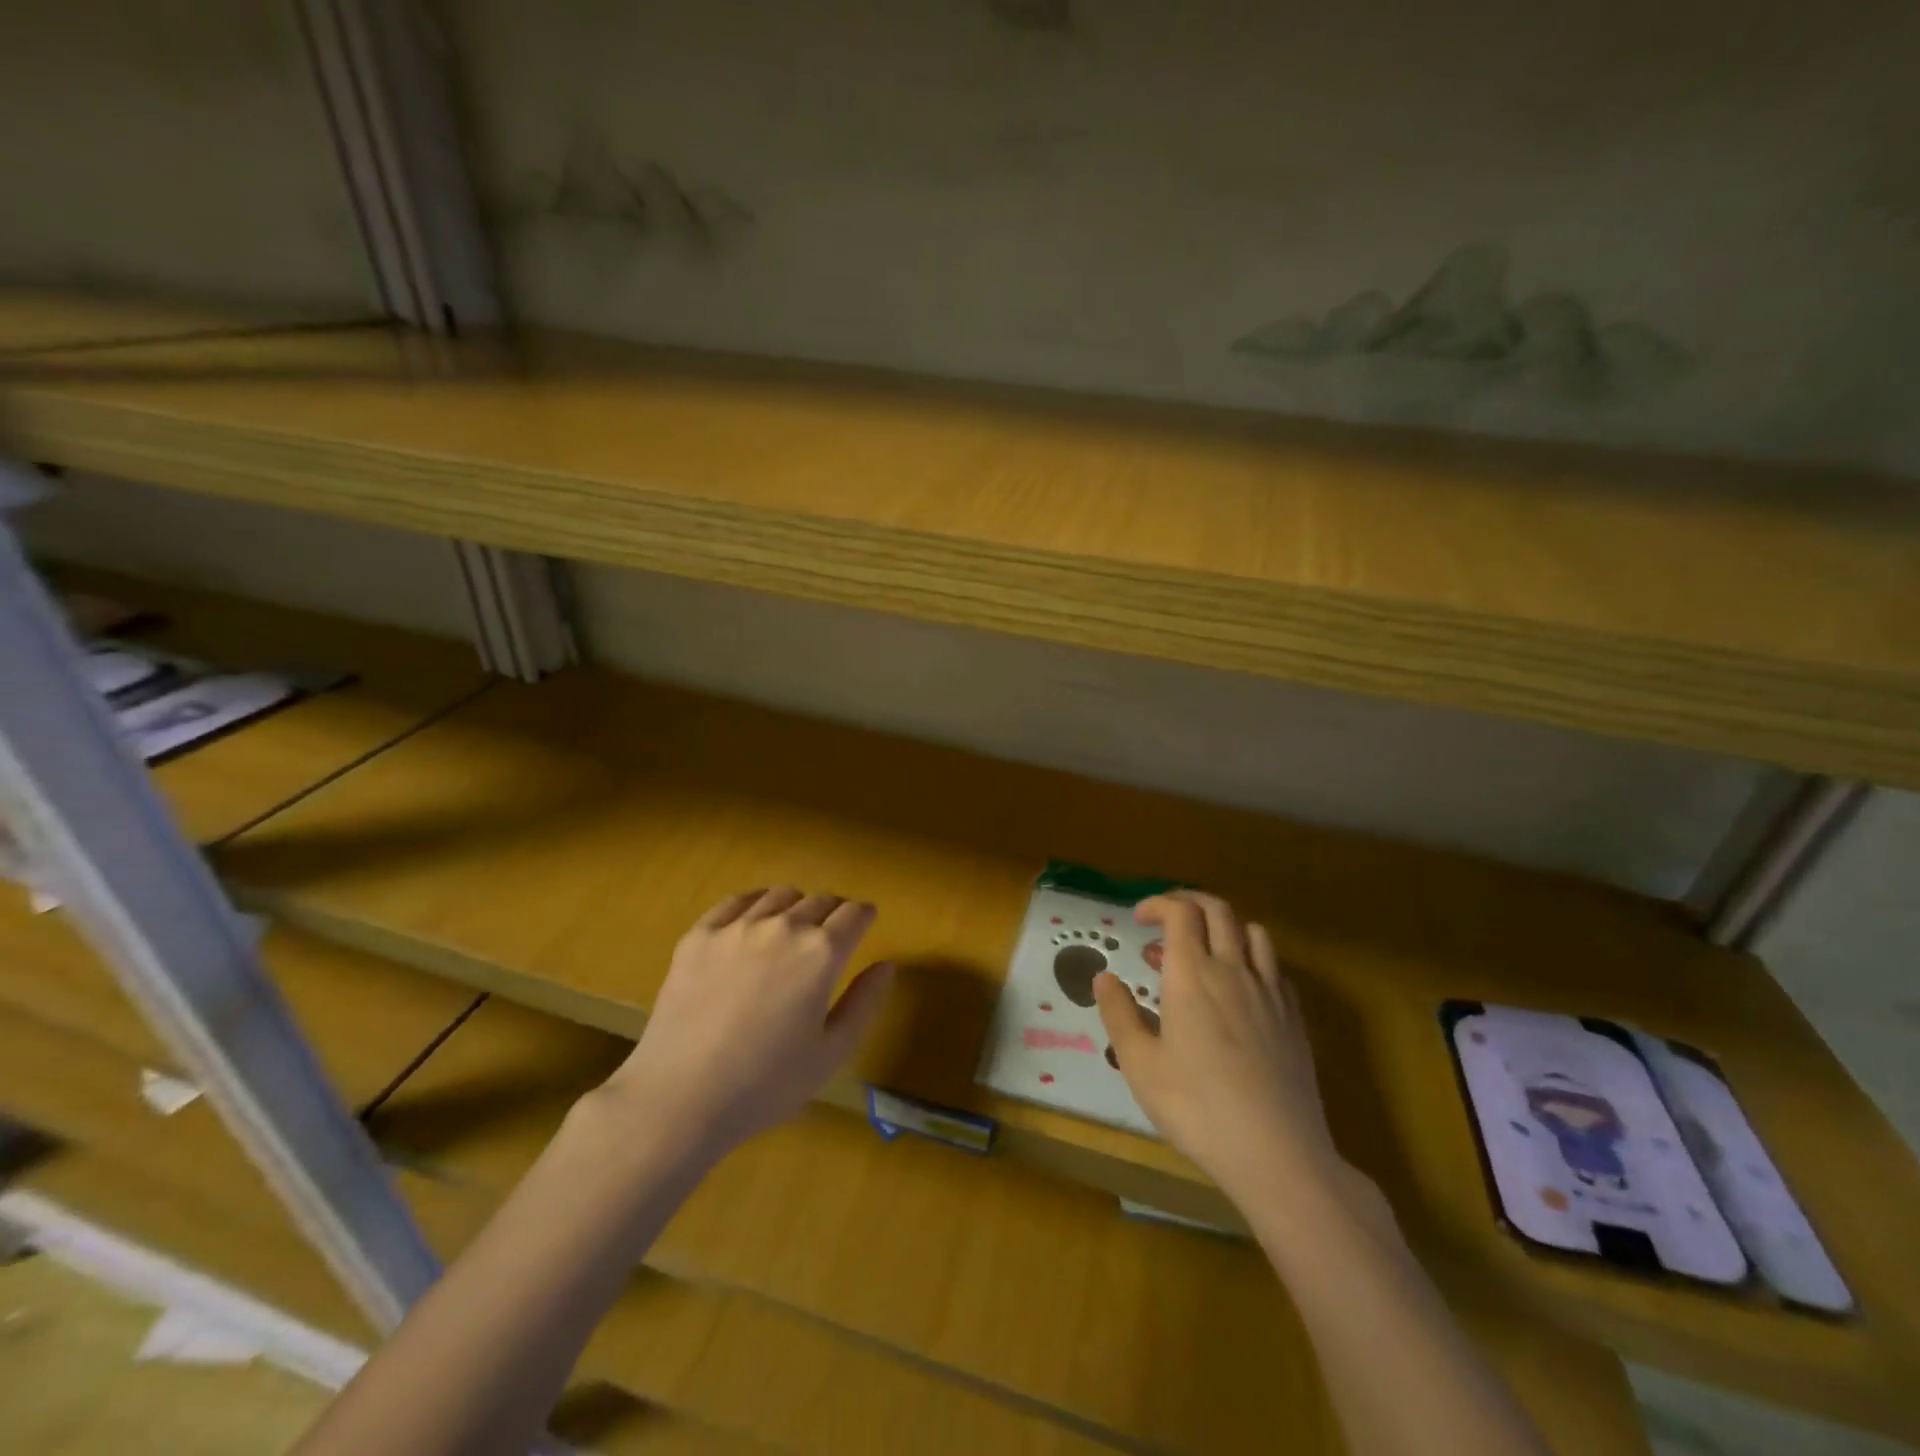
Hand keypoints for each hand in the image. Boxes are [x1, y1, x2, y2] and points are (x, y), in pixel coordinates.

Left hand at [598, 887, 894, 1154]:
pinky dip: (755, 903)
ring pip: (780, 895)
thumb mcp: (831, 1053)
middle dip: (834, 912)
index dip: (865, 916)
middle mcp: (784, 927)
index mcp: (821, 954)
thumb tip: (885, 965)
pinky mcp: (699, 935)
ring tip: (792, 928)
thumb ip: (864, 1003)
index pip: (855, 914)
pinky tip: (754, 921)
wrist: (679, 1099)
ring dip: (797, 906)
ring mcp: (737, 927)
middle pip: (820, 900)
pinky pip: (736, 901)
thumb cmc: (765, 1085)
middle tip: (831, 934)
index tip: (866, 922)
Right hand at [1095, 891, 1342, 1200]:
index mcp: (1192, 974)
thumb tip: (1103, 977)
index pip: (1180, 912)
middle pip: (1218, 910)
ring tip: (1205, 950)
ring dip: (1226, 927)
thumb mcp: (1140, 1064)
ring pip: (1253, 932)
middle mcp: (1233, 970)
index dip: (1157, 903)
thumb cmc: (1197, 1107)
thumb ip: (1119, 1014)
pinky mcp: (1295, 1018)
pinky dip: (1253, 960)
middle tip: (1166, 919)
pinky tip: (1242, 989)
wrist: (1277, 1152)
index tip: (1138, 918)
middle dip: (1189, 902)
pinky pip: (1275, 968)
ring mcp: (1270, 992)